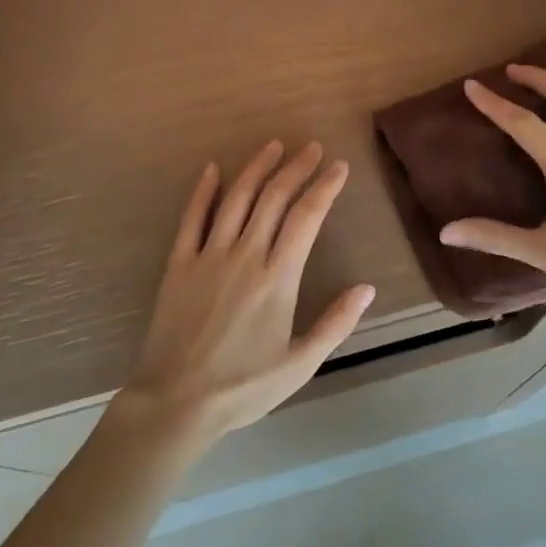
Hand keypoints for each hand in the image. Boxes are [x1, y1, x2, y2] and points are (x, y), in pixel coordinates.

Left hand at [119, 140, 375, 445]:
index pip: (307, 218)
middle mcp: (245, 255)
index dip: (325, 188)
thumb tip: (368, 288)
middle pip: (274, 199)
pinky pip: (191, 218)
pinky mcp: (179, 264)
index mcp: (278, 278)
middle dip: (296, 168)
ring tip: (273, 146)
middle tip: (312, 148)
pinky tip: (211, 169)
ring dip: (256, 168)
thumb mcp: (301, 364)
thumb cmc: (244, 387)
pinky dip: (203, 191)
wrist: (177, 400)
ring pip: (236, 199)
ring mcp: (208, 256)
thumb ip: (336, 323)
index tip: (339, 167)